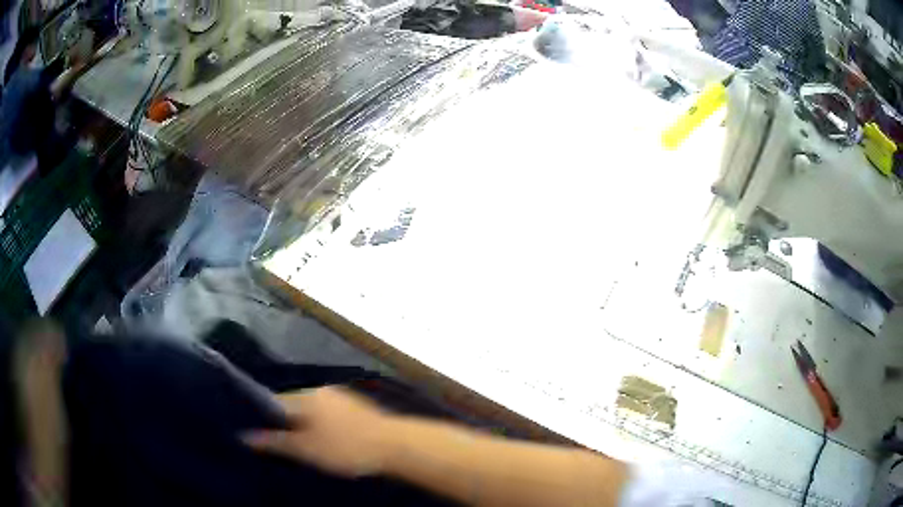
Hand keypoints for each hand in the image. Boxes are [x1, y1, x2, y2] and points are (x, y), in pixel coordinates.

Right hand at [243, 386, 395, 477]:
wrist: (395, 445)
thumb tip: (243, 435)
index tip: (257, 434)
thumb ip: (274, 442)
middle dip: (283, 423)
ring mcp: (339, 397)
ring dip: (303, 426)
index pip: (271, 401)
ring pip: (310, 411)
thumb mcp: (305, 449)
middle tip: (279, 446)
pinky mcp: (354, 407)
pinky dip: (321, 426)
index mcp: (303, 396)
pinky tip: (326, 442)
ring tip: (301, 447)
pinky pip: (327, 414)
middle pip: (291, 405)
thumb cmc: (345, 447)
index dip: (262, 418)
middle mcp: (319, 390)